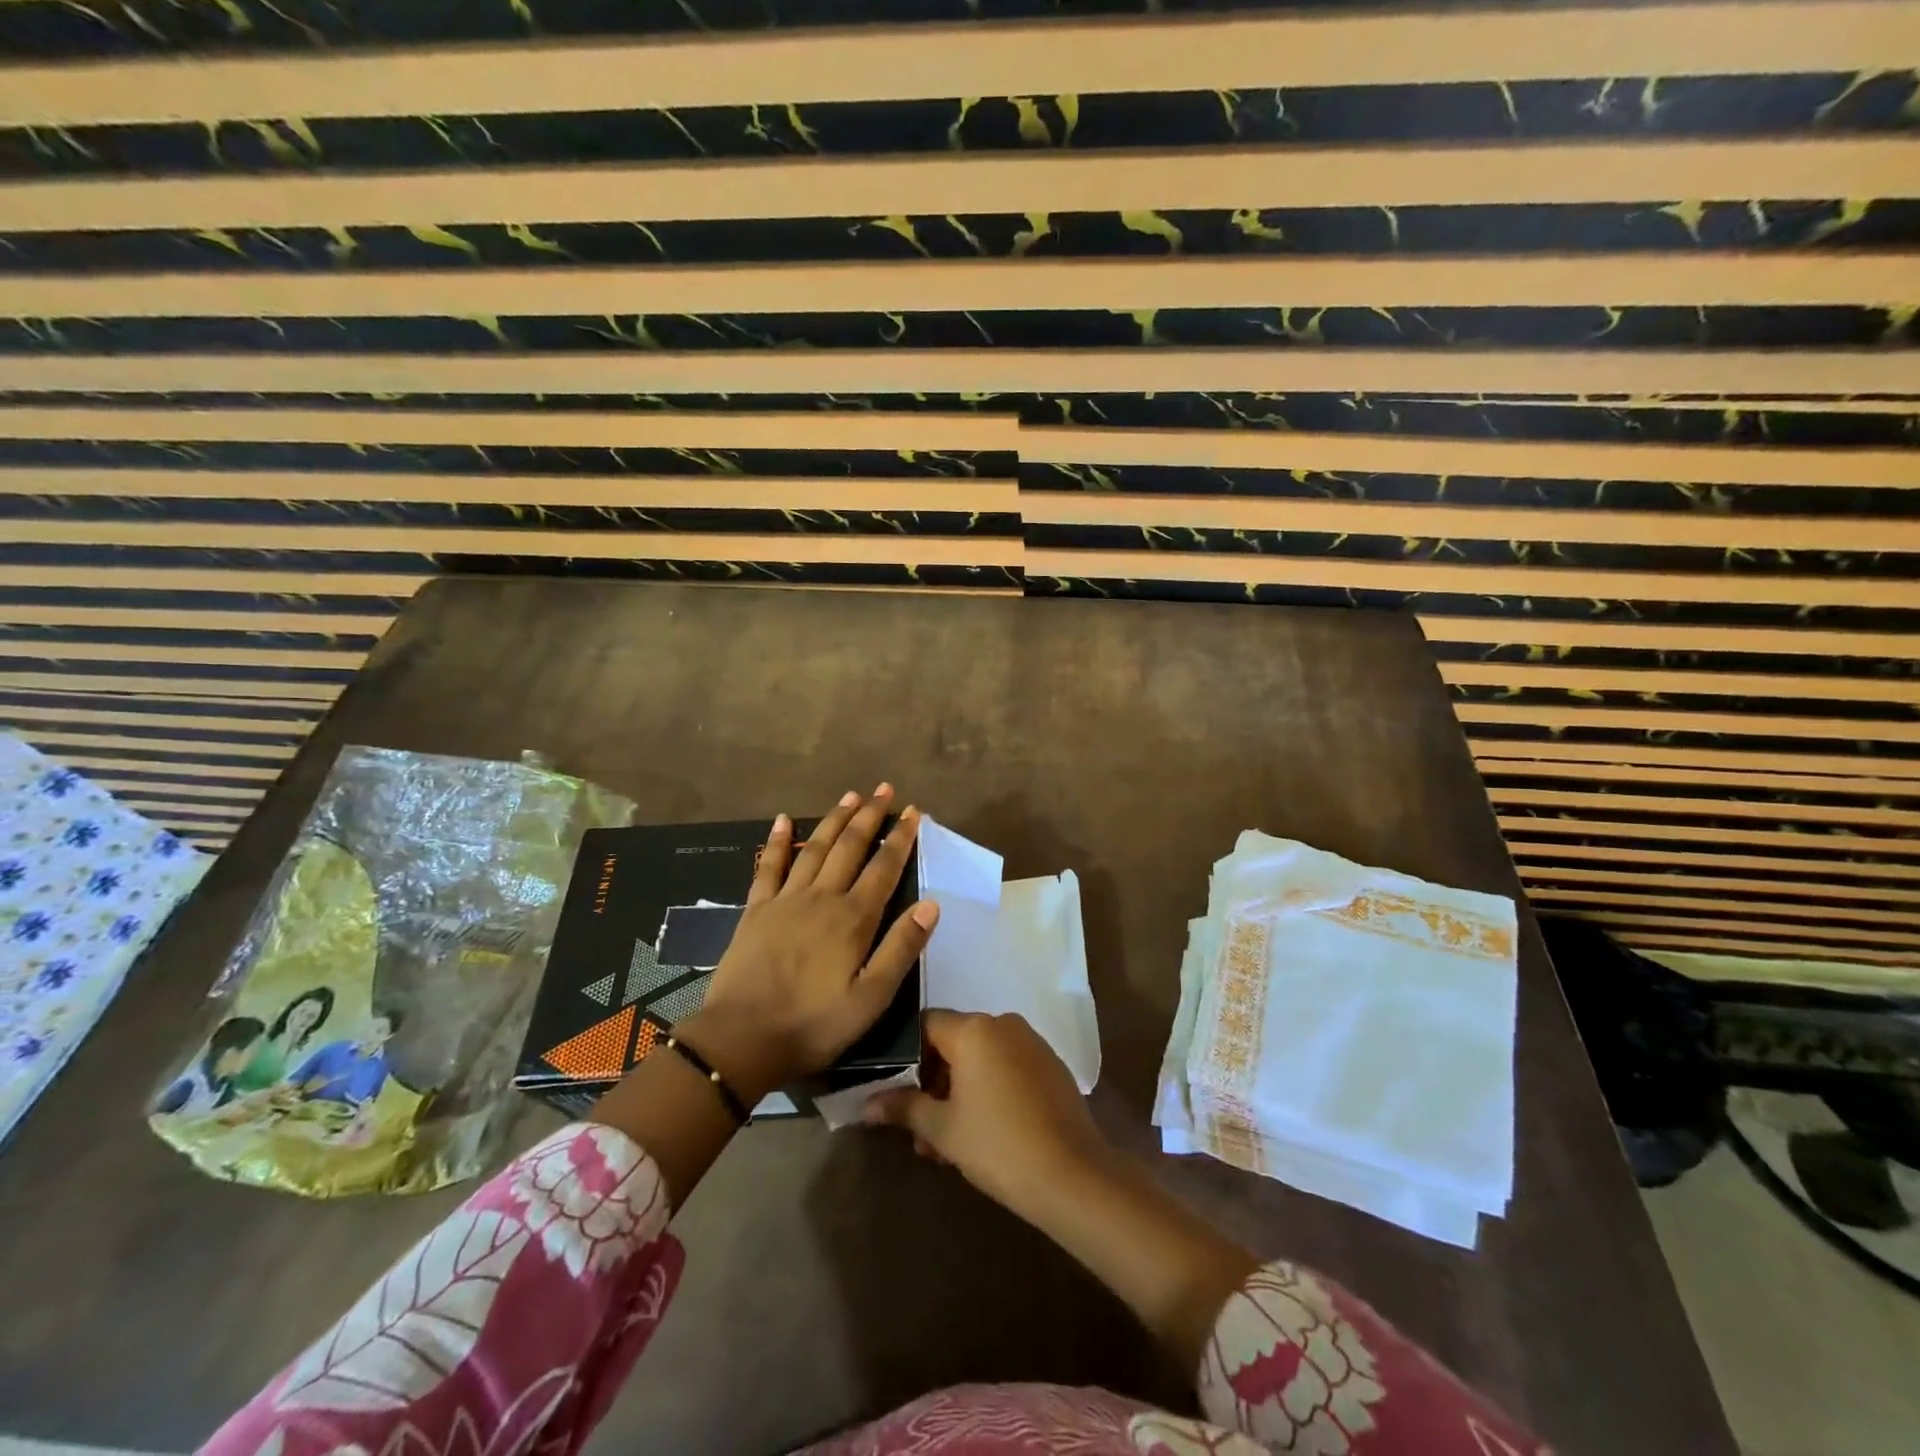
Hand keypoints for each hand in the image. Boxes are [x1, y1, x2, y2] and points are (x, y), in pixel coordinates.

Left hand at [680, 785, 939, 1102]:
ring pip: (815, 848)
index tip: (914, 812)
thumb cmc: (813, 1024)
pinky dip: (778, 841)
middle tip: (885, 790)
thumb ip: (900, 949)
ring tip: (851, 795)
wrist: (740, 1039)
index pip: (884, 868)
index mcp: (853, 919)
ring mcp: (786, 900)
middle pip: (850, 847)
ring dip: (834, 819)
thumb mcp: (870, 999)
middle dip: (870, 816)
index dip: (900, 838)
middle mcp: (822, 898)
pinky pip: (769, 866)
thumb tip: (930, 904)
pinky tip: (784, 820)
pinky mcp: (756, 909)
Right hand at [865, 1009, 1112, 1223]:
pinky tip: (983, 1132)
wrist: (1073, 1176)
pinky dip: (989, 1090)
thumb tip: (866, 1104)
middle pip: (954, 1043)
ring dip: (959, 1092)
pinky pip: (1007, 1067)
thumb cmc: (998, 1145)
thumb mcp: (942, 1129)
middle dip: (932, 1083)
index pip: (925, 1025)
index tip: (896, 1091)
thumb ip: (903, 1108)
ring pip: (981, 1059)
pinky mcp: (1051, 1065)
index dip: (905, 1056)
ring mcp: (1032, 1043)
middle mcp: (1003, 1024)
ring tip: (947, 1143)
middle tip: (919, 1129)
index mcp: (974, 1029)